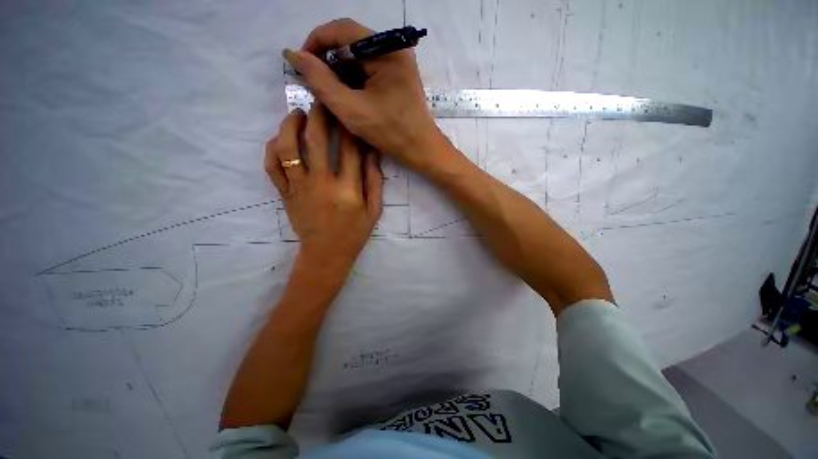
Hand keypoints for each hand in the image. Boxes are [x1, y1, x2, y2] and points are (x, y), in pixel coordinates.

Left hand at [265, 103, 383, 272]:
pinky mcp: (285, 194)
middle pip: (316, 140)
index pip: (349, 148)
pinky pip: (272, 167)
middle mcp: (321, 184)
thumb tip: (373, 153)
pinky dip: (272, 149)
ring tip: (298, 115)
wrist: (327, 253)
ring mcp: (299, 188)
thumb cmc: (355, 233)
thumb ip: (375, 182)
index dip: (349, 126)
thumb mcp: (374, 210)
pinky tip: (280, 139)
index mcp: (348, 189)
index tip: (349, 111)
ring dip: (291, 126)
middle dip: (319, 115)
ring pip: (288, 148)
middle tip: (322, 100)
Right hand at [283, 18, 448, 171]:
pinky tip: (345, 97)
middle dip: (328, 63)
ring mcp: (397, 64)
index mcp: (387, 49)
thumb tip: (294, 55)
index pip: (342, 30)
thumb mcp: (351, 109)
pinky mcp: (397, 78)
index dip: (316, 42)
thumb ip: (321, 81)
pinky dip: (353, 83)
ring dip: (339, 74)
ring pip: (358, 60)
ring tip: (327, 93)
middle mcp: (393, 50)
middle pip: (350, 45)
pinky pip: (368, 72)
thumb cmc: (390, 132)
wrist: (420, 149)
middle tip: (313, 83)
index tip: (300, 63)